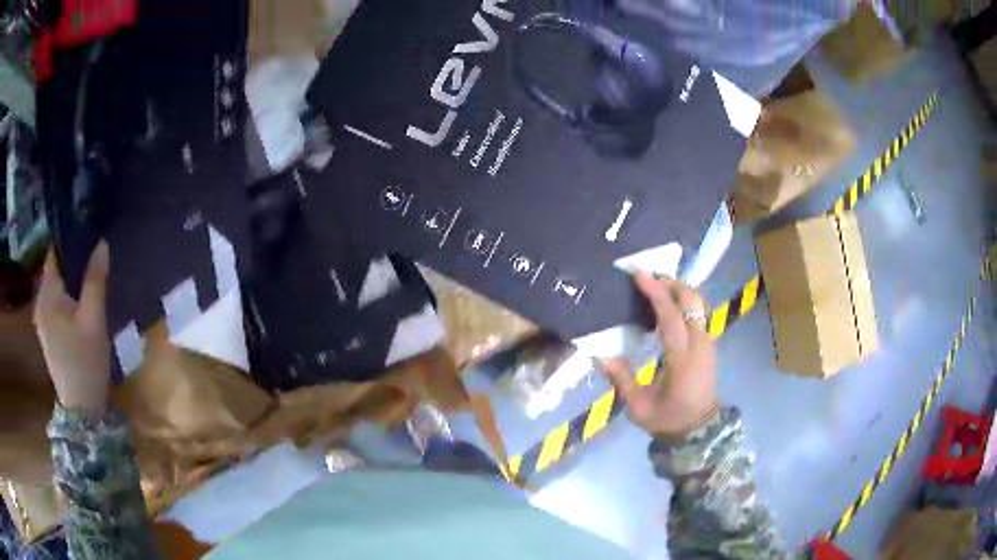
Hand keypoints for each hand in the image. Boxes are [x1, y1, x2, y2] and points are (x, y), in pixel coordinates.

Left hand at [34, 243, 111, 414]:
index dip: (69, 239)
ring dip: (69, 280)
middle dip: (71, 260)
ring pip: (55, 288)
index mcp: (47, 294)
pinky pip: (55, 304)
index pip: (54, 253)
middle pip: (54, 270)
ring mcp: (42, 320)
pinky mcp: (48, 334)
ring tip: (88, 275)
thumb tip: (102, 243)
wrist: (81, 410)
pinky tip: (79, 302)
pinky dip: (66, 297)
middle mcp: (40, 302)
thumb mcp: (94, 319)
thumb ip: (95, 280)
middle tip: (93, 253)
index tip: (87, 231)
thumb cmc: (86, 362)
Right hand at [599, 272, 718, 439]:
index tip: (639, 274)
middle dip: (671, 283)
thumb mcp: (639, 407)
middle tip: (647, 277)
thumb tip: (598, 355)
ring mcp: (708, 343)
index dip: (656, 293)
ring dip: (678, 290)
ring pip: (698, 304)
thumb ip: (620, 379)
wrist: (700, 431)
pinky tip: (667, 307)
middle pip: (692, 300)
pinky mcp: (709, 345)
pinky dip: (683, 302)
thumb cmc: (668, 419)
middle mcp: (699, 344)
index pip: (671, 317)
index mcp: (682, 359)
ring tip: (655, 287)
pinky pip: (698, 313)